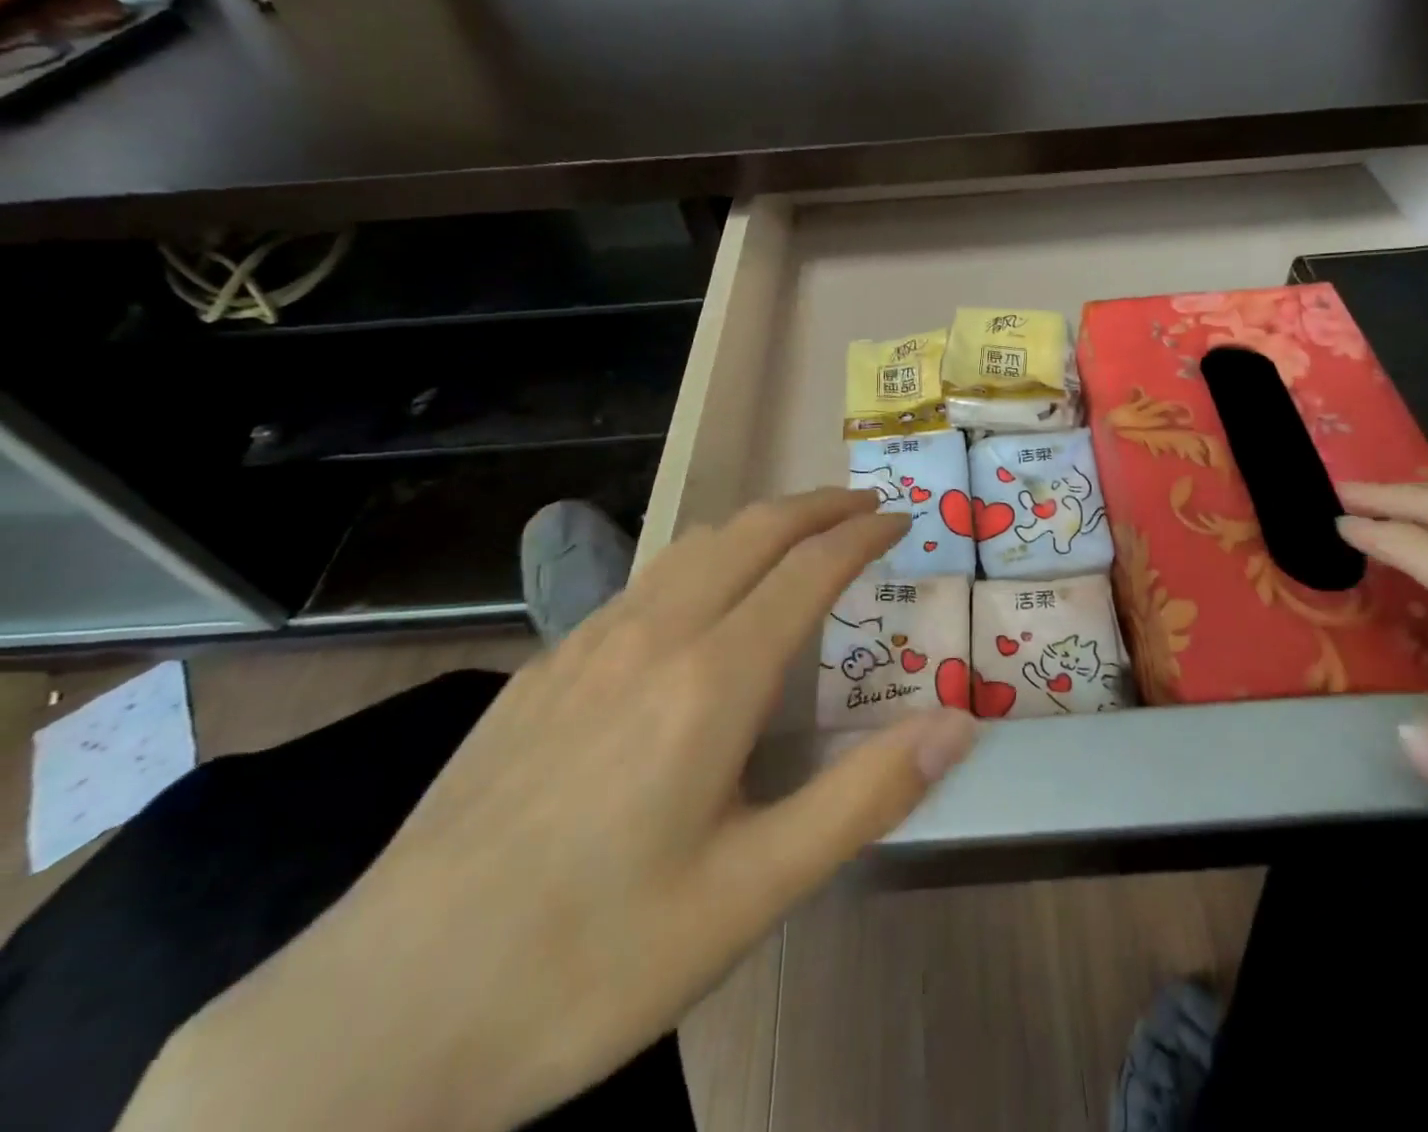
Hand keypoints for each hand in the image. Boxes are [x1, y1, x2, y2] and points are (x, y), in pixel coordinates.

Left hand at [119, 489, 977, 1131]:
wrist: (381, 1015)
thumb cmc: (594, 959)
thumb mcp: (755, 894)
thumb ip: (865, 795)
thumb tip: (958, 720)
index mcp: (712, 680)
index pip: (808, 569)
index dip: (861, 533)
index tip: (900, 516)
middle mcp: (652, 637)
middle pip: (750, 532)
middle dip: (815, 505)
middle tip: (863, 502)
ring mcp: (585, 646)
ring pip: (691, 547)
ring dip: (757, 523)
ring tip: (797, 531)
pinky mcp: (541, 671)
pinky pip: (641, 582)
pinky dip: (700, 558)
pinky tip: (699, 597)